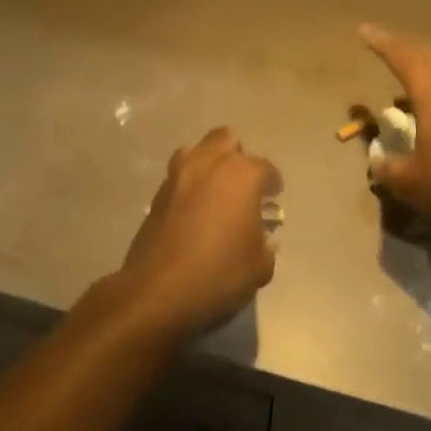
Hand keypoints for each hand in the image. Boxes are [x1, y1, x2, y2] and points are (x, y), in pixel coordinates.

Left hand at [118, 127, 282, 336]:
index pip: (265, 168)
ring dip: (208, 163)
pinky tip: (194, 211)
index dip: (272, 182)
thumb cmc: (219, 273)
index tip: (274, 195)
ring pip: (195, 151)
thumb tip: (263, 239)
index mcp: (241, 175)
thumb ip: (265, 246)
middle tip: (243, 185)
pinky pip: (178, 177)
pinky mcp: (156, 195)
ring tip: (215, 191)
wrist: (158, 290)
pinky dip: (189, 186)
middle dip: (237, 157)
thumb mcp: (259, 266)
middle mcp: (208, 165)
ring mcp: (177, 177)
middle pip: (225, 140)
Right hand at [360, 24, 430, 223]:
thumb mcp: (410, 182)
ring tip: (413, 73)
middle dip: (405, 47)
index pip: (402, 57)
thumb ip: (386, 168)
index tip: (365, 30)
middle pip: (428, 53)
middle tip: (387, 45)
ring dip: (428, 63)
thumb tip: (376, 160)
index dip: (382, 42)